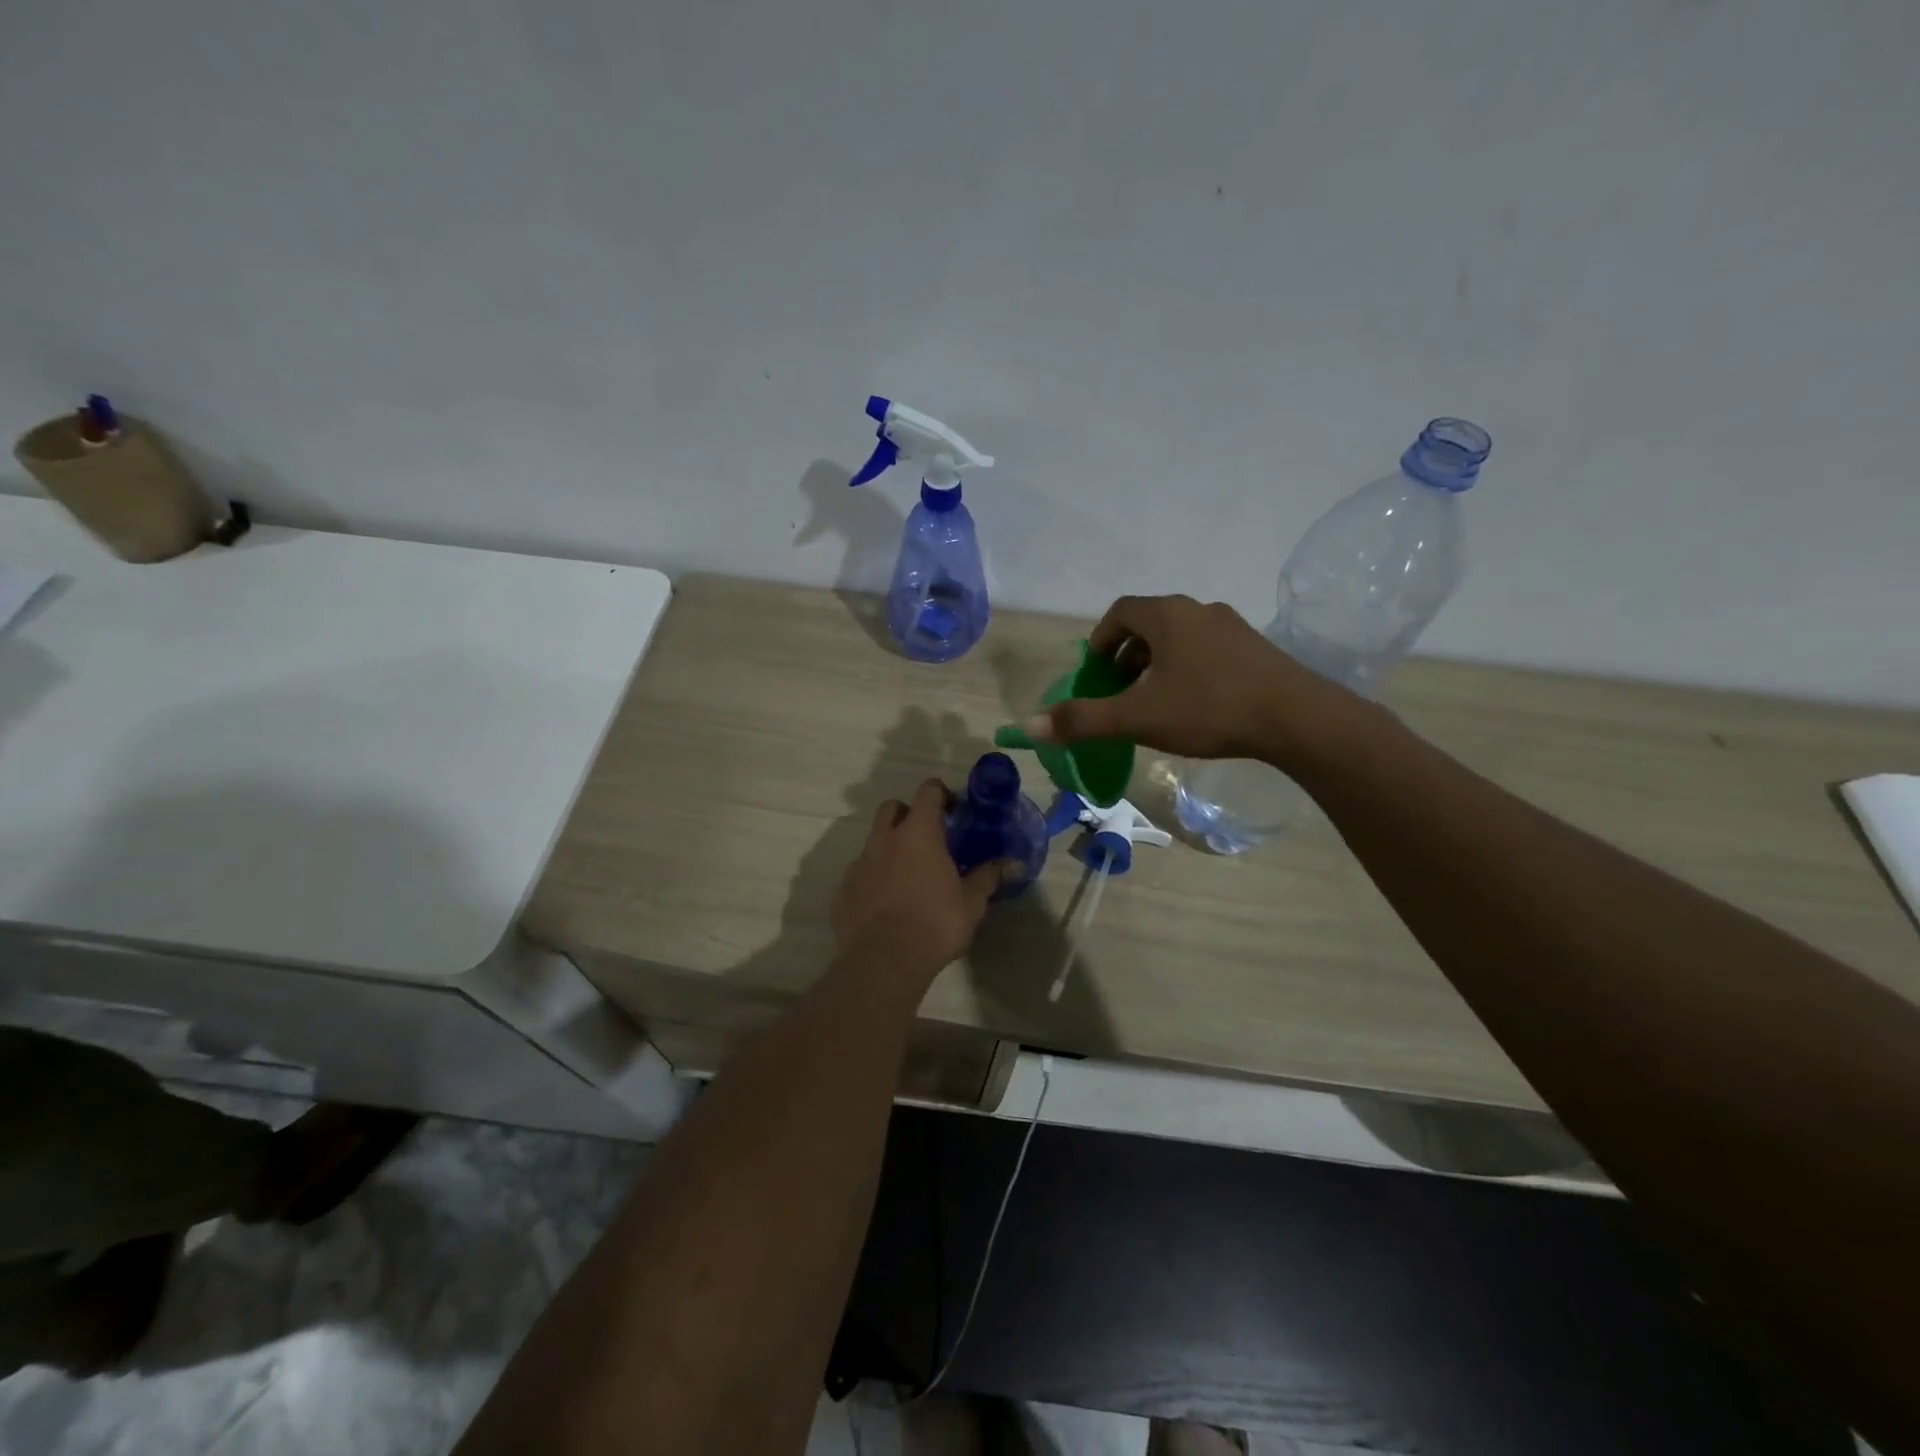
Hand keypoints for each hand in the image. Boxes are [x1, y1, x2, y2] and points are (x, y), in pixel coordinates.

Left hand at [831, 779, 1006, 977]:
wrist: (884, 961)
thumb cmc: (935, 923)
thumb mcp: (971, 902)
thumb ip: (989, 877)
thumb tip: (1013, 863)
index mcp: (918, 833)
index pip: (928, 791)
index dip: (941, 794)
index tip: (953, 810)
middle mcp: (884, 839)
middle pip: (892, 808)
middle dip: (908, 814)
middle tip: (927, 838)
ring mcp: (859, 863)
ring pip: (873, 842)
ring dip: (889, 849)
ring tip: (907, 877)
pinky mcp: (842, 890)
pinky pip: (859, 875)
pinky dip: (872, 880)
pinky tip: (885, 905)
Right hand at [1022, 595, 1365, 763]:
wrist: (1297, 718)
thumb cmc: (1209, 709)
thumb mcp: (1138, 717)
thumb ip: (1082, 720)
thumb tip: (1029, 725)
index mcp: (1167, 616)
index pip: (1120, 611)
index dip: (1100, 639)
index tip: (1094, 672)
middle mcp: (1198, 610)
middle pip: (1150, 623)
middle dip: (1126, 654)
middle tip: (1119, 690)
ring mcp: (1232, 627)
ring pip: (1180, 637)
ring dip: (1157, 662)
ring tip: (1153, 700)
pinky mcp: (1255, 649)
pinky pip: (1207, 650)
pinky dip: (1188, 668)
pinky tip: (1194, 704)